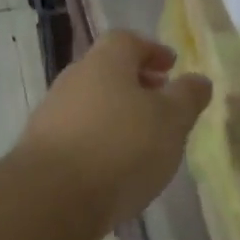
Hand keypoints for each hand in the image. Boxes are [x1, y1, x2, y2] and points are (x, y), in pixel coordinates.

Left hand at [15, 30, 212, 230]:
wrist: (53, 198)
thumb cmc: (122, 147)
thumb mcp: (171, 120)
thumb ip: (188, 97)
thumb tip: (198, 80)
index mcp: (104, 62)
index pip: (127, 41)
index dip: (152, 51)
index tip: (171, 68)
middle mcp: (73, 80)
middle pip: (106, 72)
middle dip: (135, 84)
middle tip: (160, 104)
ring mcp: (51, 115)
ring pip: (90, 105)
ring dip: (116, 116)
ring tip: (142, 142)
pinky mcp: (41, 151)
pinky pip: (78, 136)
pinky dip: (99, 143)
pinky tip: (114, 169)